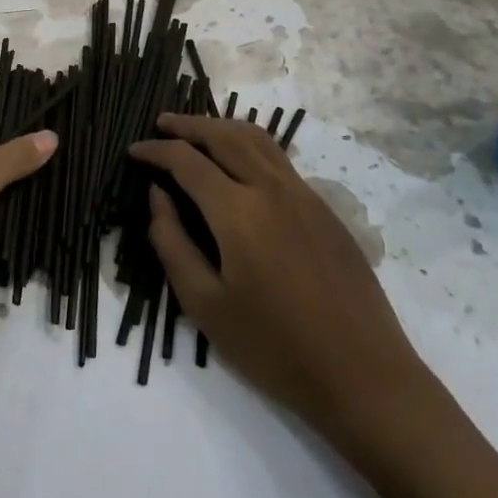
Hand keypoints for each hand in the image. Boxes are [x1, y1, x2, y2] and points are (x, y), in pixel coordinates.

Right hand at [131, 113, 428, 446]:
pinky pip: (279, 159)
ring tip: (198, 131)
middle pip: (224, 135)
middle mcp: (272, 188)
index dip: (156, 150)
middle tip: (161, 123)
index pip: (187, 161)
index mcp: (239, 211)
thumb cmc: (274, 348)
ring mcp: (304, 194)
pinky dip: (250, 146)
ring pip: (257, 139)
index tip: (133, 151)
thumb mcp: (205, 305)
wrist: (363, 374)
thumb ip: (172, 243)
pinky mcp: (325, 209)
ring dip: (222, 127)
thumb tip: (158, 195)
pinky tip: (240, 165)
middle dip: (188, 125)